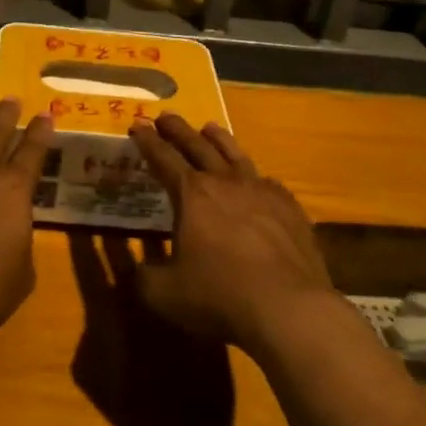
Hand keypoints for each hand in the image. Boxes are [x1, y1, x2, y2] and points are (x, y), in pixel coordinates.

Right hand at [128, 115, 334, 352]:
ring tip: (209, 128)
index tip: (137, 125)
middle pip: (198, 146)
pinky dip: (253, 175)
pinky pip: (267, 182)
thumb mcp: (163, 293)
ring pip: (236, 155)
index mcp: (192, 195)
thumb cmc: (218, 296)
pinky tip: (256, 179)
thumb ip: (142, 276)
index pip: (163, 158)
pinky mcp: (290, 210)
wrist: (289, 309)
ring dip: (219, 139)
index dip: (147, 142)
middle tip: (166, 117)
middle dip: (178, 130)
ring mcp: (263, 193)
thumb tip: (134, 268)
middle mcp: (226, 183)